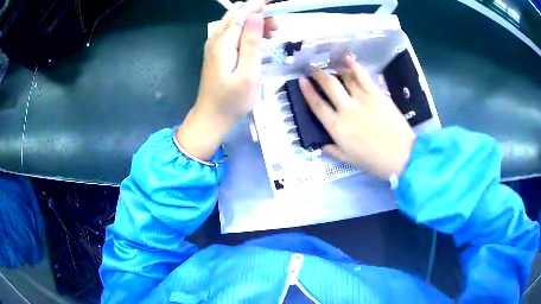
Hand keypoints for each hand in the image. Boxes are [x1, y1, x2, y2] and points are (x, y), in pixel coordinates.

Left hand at [177, 0, 277, 159]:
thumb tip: (256, 16)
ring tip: (273, 33)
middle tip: (277, 24)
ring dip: (254, 21)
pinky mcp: (216, 52)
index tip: (276, 1)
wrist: (211, 117)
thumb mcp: (248, 72)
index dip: (259, 3)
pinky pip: (232, 33)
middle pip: (237, 14)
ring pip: (235, 22)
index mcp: (224, 42)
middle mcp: (216, 39)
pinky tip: (258, 39)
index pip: (242, 12)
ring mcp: (214, 45)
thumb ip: (250, 42)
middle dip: (258, 12)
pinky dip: (247, 30)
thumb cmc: (232, 100)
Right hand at [299, 56, 415, 178]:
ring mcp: (363, 99)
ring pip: (345, 78)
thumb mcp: (348, 160)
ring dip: (335, 70)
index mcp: (337, 127)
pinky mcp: (377, 94)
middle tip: (312, 69)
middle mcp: (347, 109)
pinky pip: (363, 77)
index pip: (317, 105)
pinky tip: (348, 60)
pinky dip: (355, 67)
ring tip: (332, 68)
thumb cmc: (374, 161)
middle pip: (329, 85)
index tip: (301, 81)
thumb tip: (320, 144)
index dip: (307, 91)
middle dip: (318, 74)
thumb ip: (332, 150)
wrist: (401, 156)